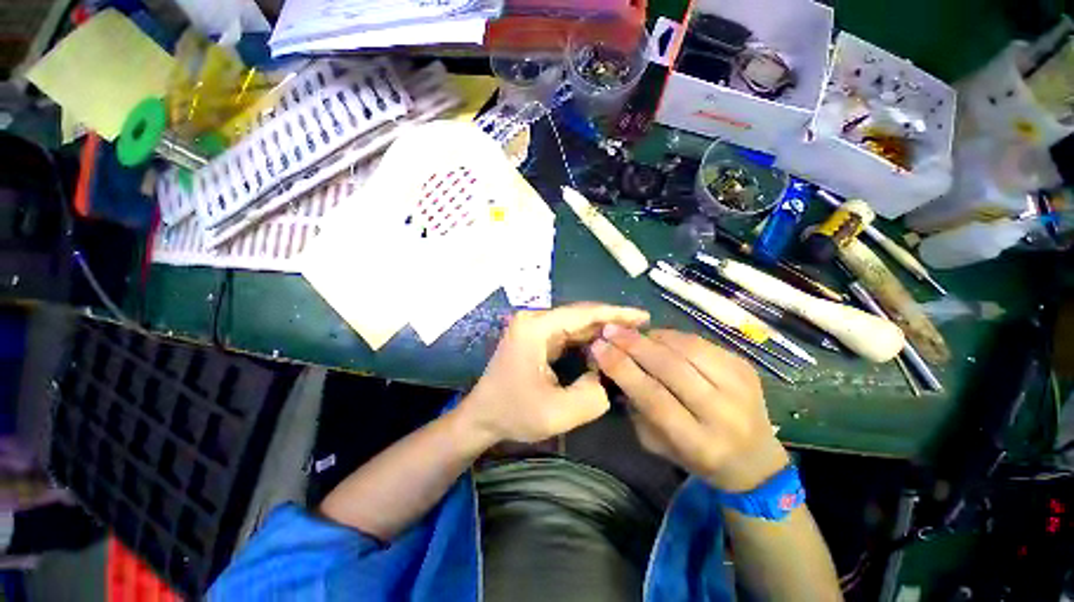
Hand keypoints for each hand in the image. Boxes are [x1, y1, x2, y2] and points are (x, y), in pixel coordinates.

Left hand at [460, 303, 649, 443]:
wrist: (482, 416)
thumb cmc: (513, 413)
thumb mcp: (557, 413)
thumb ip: (591, 395)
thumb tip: (606, 374)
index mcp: (536, 328)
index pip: (583, 313)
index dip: (615, 314)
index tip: (644, 316)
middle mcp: (534, 320)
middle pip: (580, 315)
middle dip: (611, 321)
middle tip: (642, 328)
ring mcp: (533, 327)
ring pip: (575, 324)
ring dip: (601, 331)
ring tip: (630, 337)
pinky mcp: (535, 336)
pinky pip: (567, 333)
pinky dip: (587, 340)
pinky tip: (605, 346)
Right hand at [591, 326, 788, 491]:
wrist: (755, 460)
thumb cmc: (696, 456)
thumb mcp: (657, 444)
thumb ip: (636, 407)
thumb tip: (615, 365)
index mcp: (699, 442)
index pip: (654, 397)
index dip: (623, 369)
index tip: (598, 348)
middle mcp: (723, 413)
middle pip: (671, 368)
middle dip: (634, 345)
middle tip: (609, 331)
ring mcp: (740, 386)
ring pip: (686, 349)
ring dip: (651, 336)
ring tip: (628, 331)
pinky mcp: (745, 367)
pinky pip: (700, 342)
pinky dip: (672, 336)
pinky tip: (655, 336)